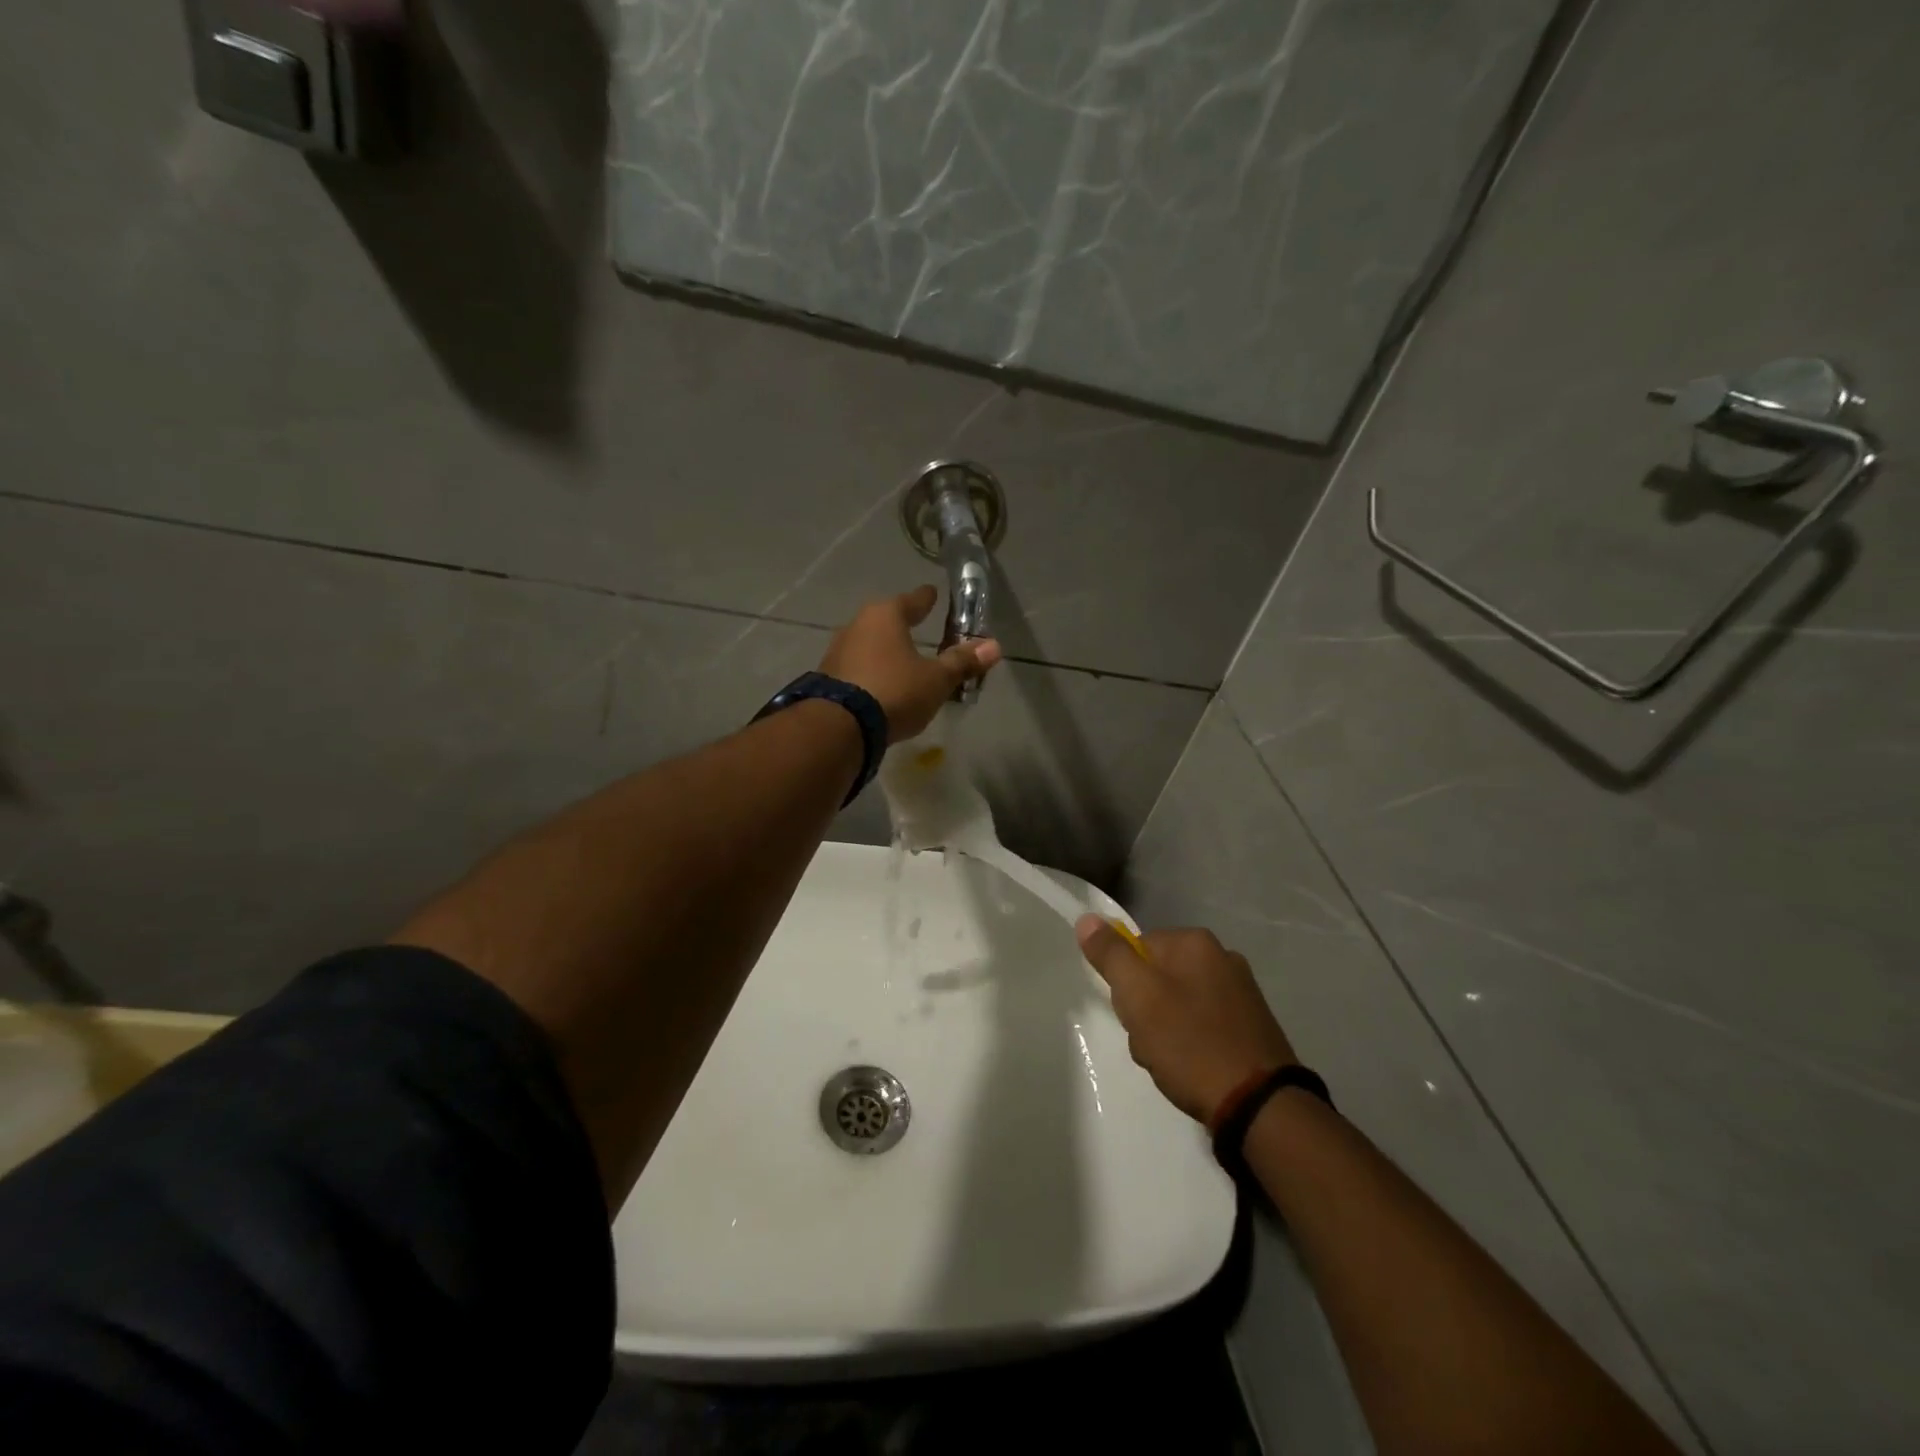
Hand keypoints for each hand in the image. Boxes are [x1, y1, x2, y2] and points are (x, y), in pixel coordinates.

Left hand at [820, 586, 1001, 740]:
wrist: (840, 726)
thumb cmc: (895, 691)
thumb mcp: (935, 680)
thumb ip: (962, 662)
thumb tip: (994, 645)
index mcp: (886, 616)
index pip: (912, 600)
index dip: (925, 598)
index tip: (932, 593)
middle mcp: (858, 625)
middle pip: (886, 620)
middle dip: (902, 625)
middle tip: (917, 626)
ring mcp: (838, 650)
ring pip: (869, 644)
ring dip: (885, 650)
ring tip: (900, 660)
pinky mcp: (827, 677)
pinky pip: (857, 666)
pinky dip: (871, 671)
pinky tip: (879, 684)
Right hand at [1075, 918, 1297, 1123]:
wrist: (1259, 1105)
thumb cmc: (1190, 1044)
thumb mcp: (1138, 996)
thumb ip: (1110, 955)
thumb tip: (1087, 918)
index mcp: (1195, 942)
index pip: (1136, 949)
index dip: (1126, 984)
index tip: (1132, 1014)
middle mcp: (1222, 956)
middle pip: (1157, 976)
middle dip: (1144, 1010)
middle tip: (1150, 1042)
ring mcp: (1241, 991)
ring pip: (1177, 1003)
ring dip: (1164, 1031)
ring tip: (1171, 1062)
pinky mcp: (1252, 1024)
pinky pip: (1203, 1024)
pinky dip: (1192, 1043)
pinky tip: (1193, 1068)